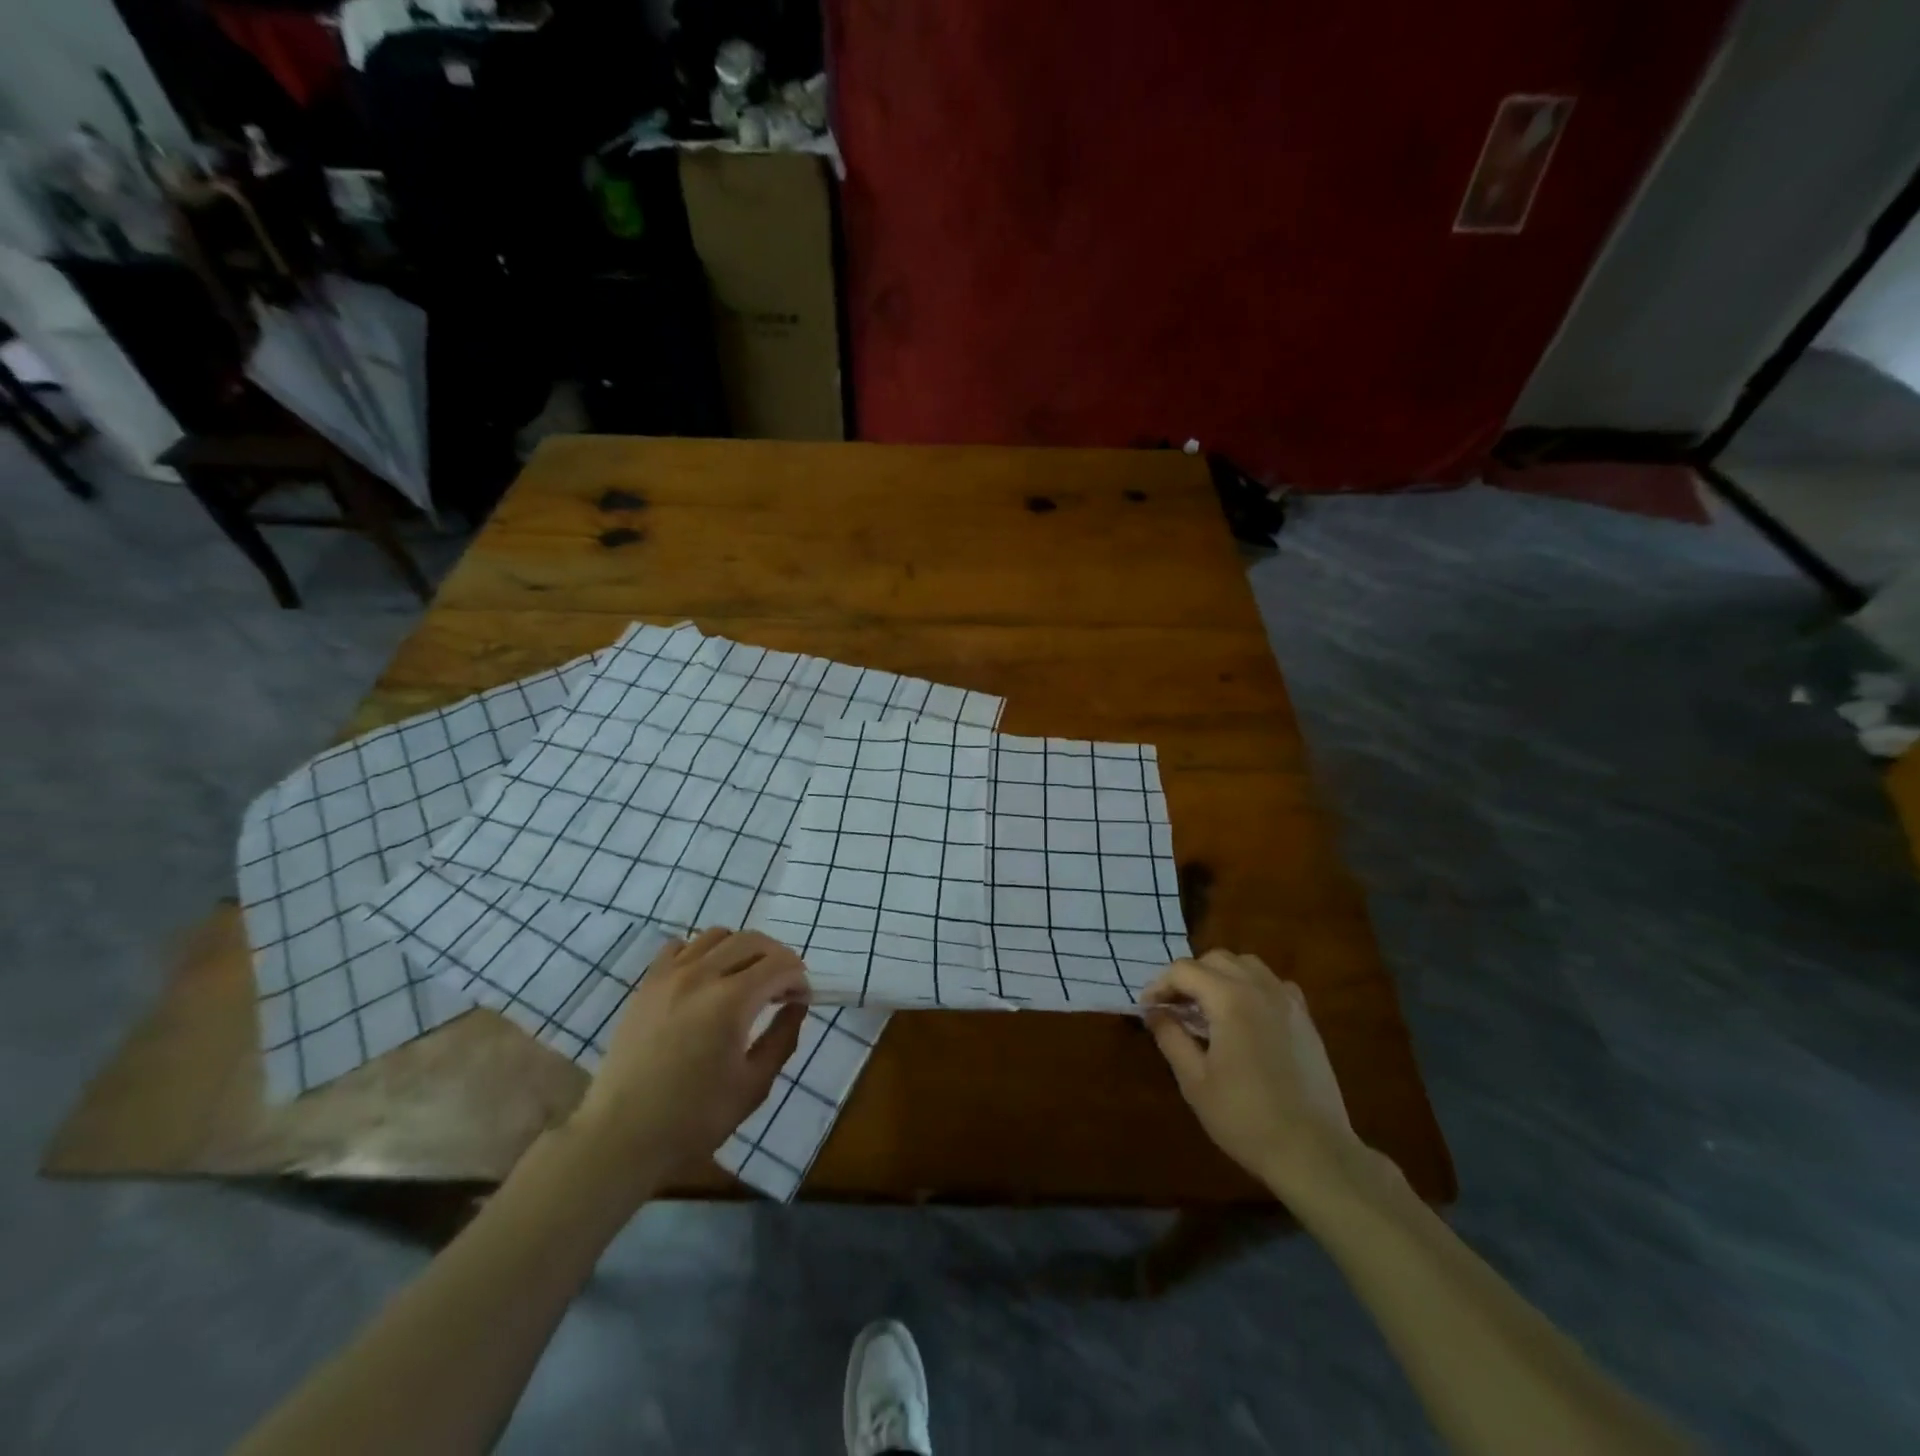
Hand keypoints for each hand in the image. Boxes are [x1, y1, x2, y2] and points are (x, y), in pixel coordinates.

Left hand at [572, 928, 808, 1177]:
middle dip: (777, 957)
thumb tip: (797, 1005)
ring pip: (717, 935)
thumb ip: (783, 1038)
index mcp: (732, 1001)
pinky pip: (680, 946)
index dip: (798, 977)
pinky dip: (702, 952)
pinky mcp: (647, 984)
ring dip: (741, 949)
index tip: (801, 1000)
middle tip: (781, 988)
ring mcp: (669, 975)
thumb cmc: (694, 1119)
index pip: (780, 964)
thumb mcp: (754, 1085)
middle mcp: (702, 975)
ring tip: (745, 979)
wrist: (621, 1138)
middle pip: (752, 940)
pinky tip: (706, 979)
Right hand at [1142, 950, 1357, 1199]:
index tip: (1147, 1010)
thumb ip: (1170, 1037)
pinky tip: (1245, 1015)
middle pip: (1215, 959)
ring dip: (1221, 975)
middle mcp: (1260, 988)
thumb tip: (1154, 1012)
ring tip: (1208, 1007)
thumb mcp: (1194, 1081)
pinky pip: (1273, 983)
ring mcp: (1287, 1001)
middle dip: (1188, 976)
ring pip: (1246, 964)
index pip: (1184, 970)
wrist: (1313, 1152)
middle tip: (1174, 1007)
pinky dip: (1252, 987)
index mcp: (1229, 999)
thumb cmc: (1245, 1117)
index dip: (1159, 985)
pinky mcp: (1305, 1019)